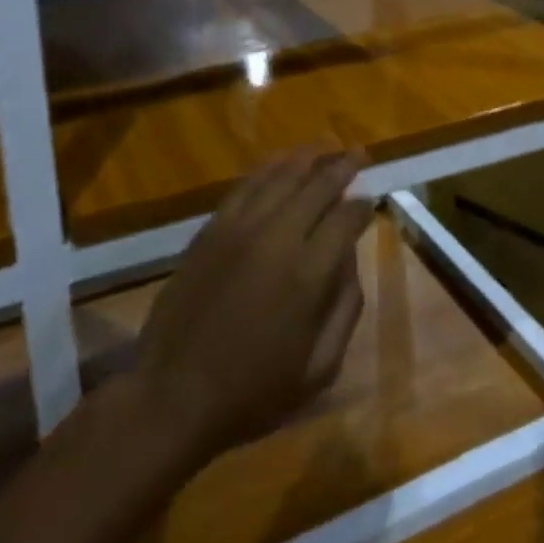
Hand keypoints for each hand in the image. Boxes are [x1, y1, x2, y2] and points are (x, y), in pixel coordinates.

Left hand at [136, 147, 372, 465]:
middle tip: (359, 154)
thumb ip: (345, 309)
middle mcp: (277, 239)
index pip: (345, 220)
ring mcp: (239, 229)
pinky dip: (267, 169)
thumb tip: (351, 259)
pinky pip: (245, 187)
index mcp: (308, 274)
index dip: (363, 206)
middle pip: (317, 187)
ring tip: (325, 146)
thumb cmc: (253, 392)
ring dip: (307, 159)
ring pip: (280, 178)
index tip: (371, 199)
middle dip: (343, 167)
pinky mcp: (211, 230)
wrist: (172, 396)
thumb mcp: (319, 369)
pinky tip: (280, 162)